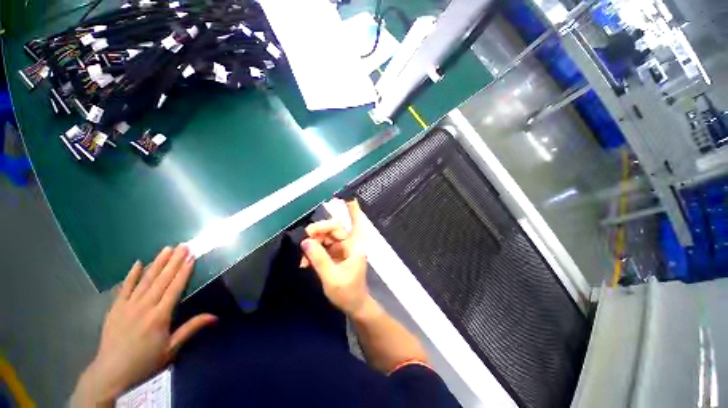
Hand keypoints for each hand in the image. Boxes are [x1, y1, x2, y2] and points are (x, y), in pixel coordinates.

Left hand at [71, 246, 216, 406]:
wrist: (111, 372)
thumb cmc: (145, 361)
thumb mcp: (171, 348)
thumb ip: (191, 329)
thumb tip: (215, 316)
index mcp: (159, 316)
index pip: (175, 288)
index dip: (184, 271)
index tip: (191, 257)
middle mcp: (144, 306)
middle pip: (161, 280)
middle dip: (174, 261)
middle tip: (183, 246)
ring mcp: (128, 306)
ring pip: (145, 280)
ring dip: (157, 263)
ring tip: (167, 249)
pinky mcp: (115, 308)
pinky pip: (124, 288)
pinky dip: (131, 275)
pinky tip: (138, 263)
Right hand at [300, 199, 371, 317]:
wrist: (353, 305)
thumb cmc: (347, 292)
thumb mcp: (331, 277)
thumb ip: (318, 258)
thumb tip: (305, 241)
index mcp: (355, 246)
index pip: (356, 223)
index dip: (353, 210)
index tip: (348, 197)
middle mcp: (350, 244)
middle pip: (335, 228)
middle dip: (320, 230)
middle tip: (306, 236)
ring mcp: (342, 249)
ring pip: (327, 237)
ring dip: (314, 243)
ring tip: (303, 255)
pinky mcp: (336, 254)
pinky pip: (323, 247)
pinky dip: (314, 251)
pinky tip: (305, 262)